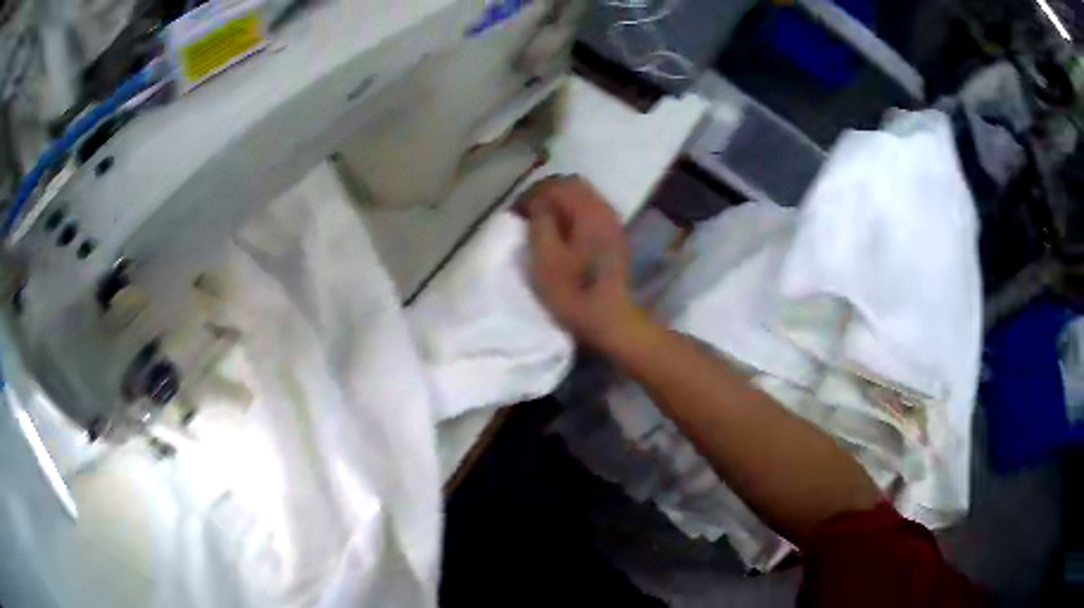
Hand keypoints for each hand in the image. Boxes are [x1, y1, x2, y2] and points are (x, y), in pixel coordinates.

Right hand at [519, 176, 644, 350]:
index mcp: (588, 211)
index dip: (533, 193)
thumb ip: (540, 222)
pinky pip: (591, 213)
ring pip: (583, 199)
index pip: (558, 185)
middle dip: (547, 194)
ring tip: (541, 222)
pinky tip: (561, 233)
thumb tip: (537, 204)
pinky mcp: (614, 238)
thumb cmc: (573, 292)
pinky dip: (572, 215)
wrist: (610, 319)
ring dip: (560, 204)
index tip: (516, 210)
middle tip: (527, 211)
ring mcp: (612, 224)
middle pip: (573, 186)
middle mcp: (604, 210)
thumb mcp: (545, 258)